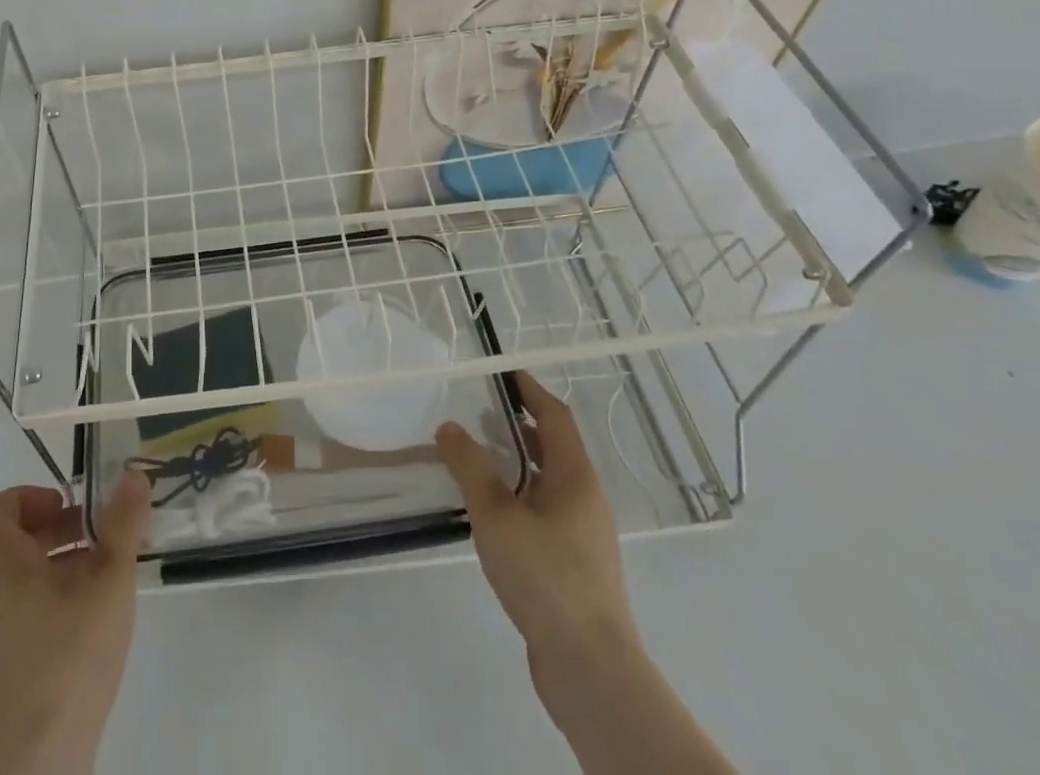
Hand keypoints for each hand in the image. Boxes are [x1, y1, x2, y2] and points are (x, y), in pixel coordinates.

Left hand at [0, 472, 150, 774]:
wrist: (40, 764)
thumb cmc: (72, 657)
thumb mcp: (111, 581)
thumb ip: (123, 525)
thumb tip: (132, 475)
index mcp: (4, 570)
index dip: (22, 497)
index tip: (62, 507)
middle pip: (13, 547)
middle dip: (58, 534)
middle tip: (100, 544)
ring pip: (20, 588)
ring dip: (58, 574)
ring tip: (102, 591)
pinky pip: (20, 627)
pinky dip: (49, 615)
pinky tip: (85, 639)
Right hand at [439, 372, 739, 774]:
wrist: (590, 667)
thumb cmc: (545, 576)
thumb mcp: (496, 515)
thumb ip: (470, 467)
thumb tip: (449, 426)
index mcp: (575, 477)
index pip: (555, 416)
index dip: (530, 391)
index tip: (504, 372)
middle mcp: (586, 498)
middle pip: (555, 446)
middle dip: (520, 424)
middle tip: (481, 410)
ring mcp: (584, 534)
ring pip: (549, 481)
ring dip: (519, 462)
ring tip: (480, 456)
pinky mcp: (575, 566)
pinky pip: (546, 511)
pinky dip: (520, 495)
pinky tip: (493, 511)